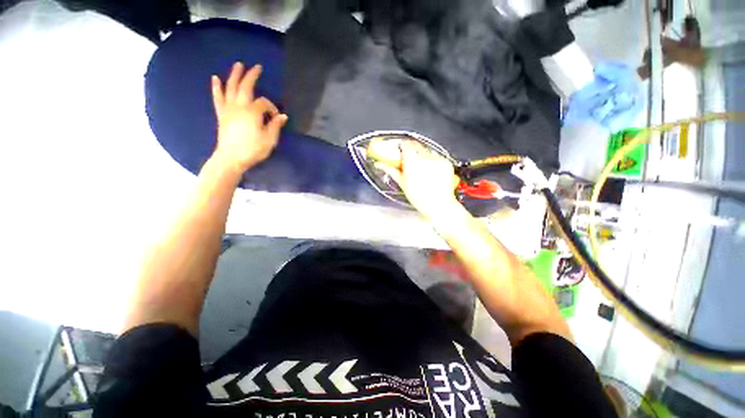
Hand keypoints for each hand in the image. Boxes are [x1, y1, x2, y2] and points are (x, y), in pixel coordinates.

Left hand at [211, 62, 287, 173]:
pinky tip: (215, 78)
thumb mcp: (269, 140)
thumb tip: (283, 117)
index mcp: (253, 112)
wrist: (231, 158)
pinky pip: (218, 98)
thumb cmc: (253, 150)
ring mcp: (228, 109)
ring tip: (238, 65)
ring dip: (234, 75)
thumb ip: (275, 126)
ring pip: (230, 88)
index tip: (277, 119)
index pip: (265, 103)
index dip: (273, 109)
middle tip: (256, 66)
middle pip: (245, 87)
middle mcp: (239, 106)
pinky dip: (217, 87)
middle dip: (251, 76)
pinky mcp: (221, 114)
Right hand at [376, 141, 460, 218]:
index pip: (406, 144)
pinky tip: (431, 171)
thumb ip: (392, 171)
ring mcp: (437, 159)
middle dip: (412, 151)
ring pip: (427, 150)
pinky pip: (437, 156)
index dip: (402, 147)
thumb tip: (380, 165)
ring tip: (422, 169)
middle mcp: (425, 157)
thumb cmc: (419, 198)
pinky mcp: (446, 162)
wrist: (439, 205)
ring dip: (422, 155)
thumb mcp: (403, 184)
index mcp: (412, 162)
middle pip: (416, 146)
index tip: (400, 151)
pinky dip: (433, 161)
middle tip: (409, 160)